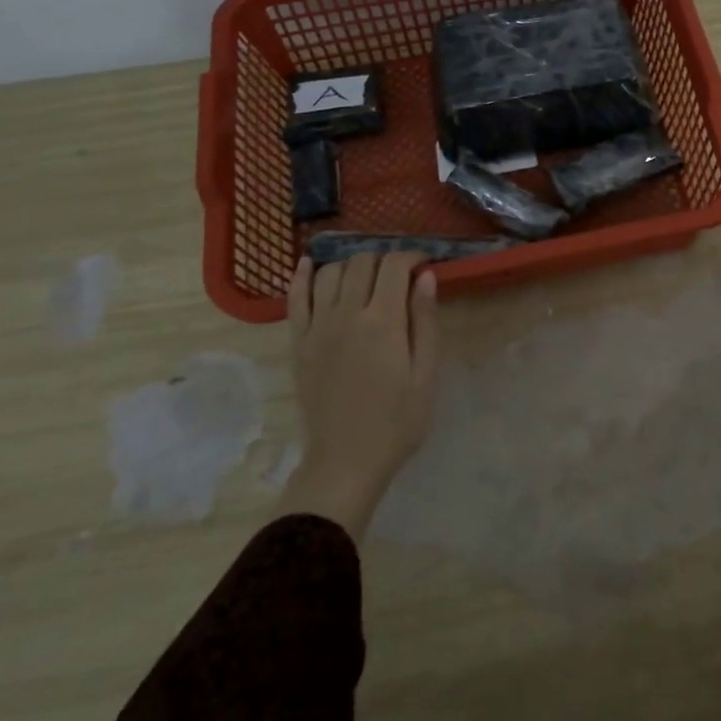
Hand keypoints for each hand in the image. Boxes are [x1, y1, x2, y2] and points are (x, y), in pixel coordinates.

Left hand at [281, 252, 438, 539]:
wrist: (345, 463)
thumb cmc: (397, 423)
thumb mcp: (426, 376)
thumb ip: (425, 322)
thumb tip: (425, 277)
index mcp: (384, 321)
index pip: (394, 266)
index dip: (412, 257)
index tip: (425, 264)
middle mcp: (347, 314)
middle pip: (362, 262)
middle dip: (385, 259)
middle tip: (400, 276)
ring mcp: (317, 327)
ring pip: (330, 272)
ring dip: (352, 265)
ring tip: (367, 277)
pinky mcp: (298, 343)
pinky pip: (295, 297)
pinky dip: (302, 275)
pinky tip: (310, 264)